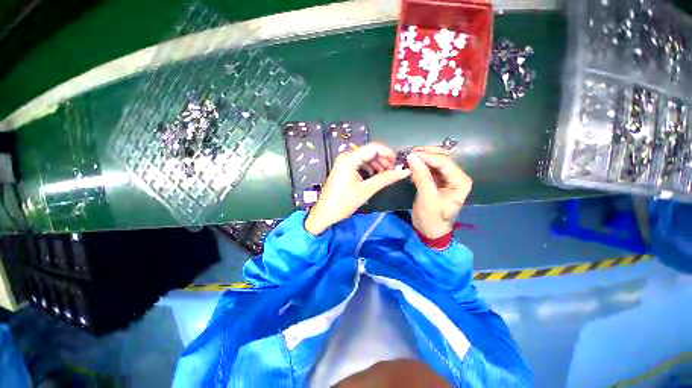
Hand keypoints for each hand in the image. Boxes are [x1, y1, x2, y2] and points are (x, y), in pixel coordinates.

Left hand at [305, 143, 410, 234]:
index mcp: (349, 159)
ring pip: (366, 158)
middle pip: (370, 151)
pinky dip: (370, 169)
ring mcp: (345, 162)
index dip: (389, 153)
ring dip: (378, 165)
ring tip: (386, 176)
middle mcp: (347, 156)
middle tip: (393, 172)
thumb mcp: (366, 190)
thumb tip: (404, 172)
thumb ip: (385, 179)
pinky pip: (361, 164)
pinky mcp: (345, 169)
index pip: (374, 147)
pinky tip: (376, 177)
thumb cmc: (343, 202)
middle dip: (384, 160)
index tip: (398, 164)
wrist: (325, 213)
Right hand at [407, 148, 472, 238]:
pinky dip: (420, 165)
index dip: (427, 156)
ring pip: (435, 160)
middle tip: (408, 154)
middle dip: (425, 154)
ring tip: (408, 158)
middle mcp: (456, 176)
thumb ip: (421, 177)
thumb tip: (411, 157)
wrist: (430, 230)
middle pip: (442, 157)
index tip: (410, 154)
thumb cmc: (432, 218)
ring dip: (422, 158)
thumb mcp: (427, 199)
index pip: (444, 162)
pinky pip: (429, 167)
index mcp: (460, 181)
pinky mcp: (438, 180)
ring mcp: (447, 177)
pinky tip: (411, 165)